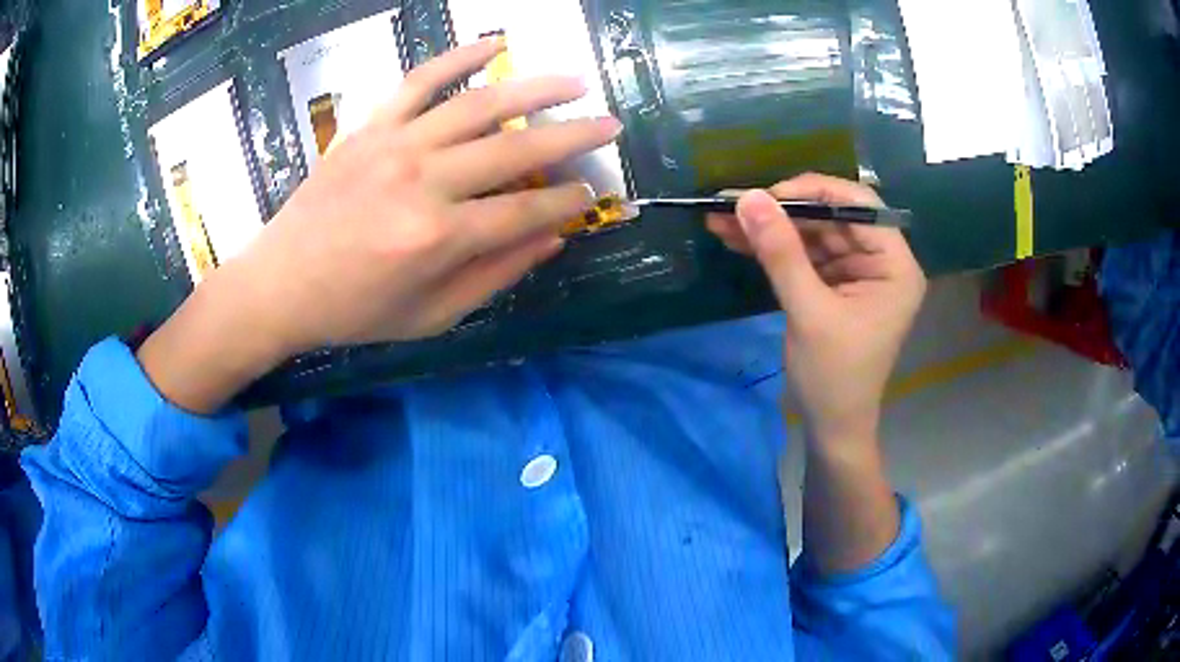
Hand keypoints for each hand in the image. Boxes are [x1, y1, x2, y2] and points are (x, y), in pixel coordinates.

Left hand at [137, 39, 620, 412]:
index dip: (566, 202)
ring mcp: (395, 145)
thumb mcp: (430, 316)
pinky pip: (419, 80)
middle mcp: (423, 182)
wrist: (280, 285)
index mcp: (439, 238)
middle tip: (610, 124)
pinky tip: (493, 44)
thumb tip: (552, 238)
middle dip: (573, 135)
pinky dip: (457, 58)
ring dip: (534, 89)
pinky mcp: (370, 127)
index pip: (526, 212)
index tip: (590, 193)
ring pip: (478, 105)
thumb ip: (495, 276)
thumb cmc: (354, 311)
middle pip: (515, 150)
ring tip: (574, 81)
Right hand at [707, 174, 925, 447]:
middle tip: (732, 205)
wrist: (830, 428)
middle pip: (832, 217)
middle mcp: (880, 261)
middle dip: (782, 212)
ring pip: (812, 234)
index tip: (768, 196)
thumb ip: (781, 253)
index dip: (815, 192)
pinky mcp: (834, 284)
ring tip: (721, 220)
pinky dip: (772, 249)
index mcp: (895, 265)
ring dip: (770, 228)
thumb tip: (748, 198)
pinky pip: (803, 255)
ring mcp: (856, 272)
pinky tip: (737, 239)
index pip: (860, 207)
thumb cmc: (834, 377)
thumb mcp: (809, 313)